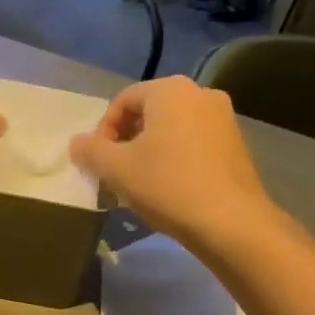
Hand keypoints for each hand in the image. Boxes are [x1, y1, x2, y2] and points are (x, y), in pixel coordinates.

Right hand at [70, 77, 270, 245]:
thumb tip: (77, 143)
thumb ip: (90, 150)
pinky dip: (175, 157)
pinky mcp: (237, 145)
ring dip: (149, 150)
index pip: (123, 101)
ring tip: (139, 181)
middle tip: (115, 170)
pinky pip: (194, 142)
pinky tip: (168, 187)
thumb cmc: (168, 185)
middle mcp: (201, 94)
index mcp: (171, 90)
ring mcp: (224, 119)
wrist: (232, 224)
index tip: (98, 161)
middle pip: (149, 112)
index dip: (103, 131)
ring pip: (172, 128)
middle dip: (126, 139)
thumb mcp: (116, 168)